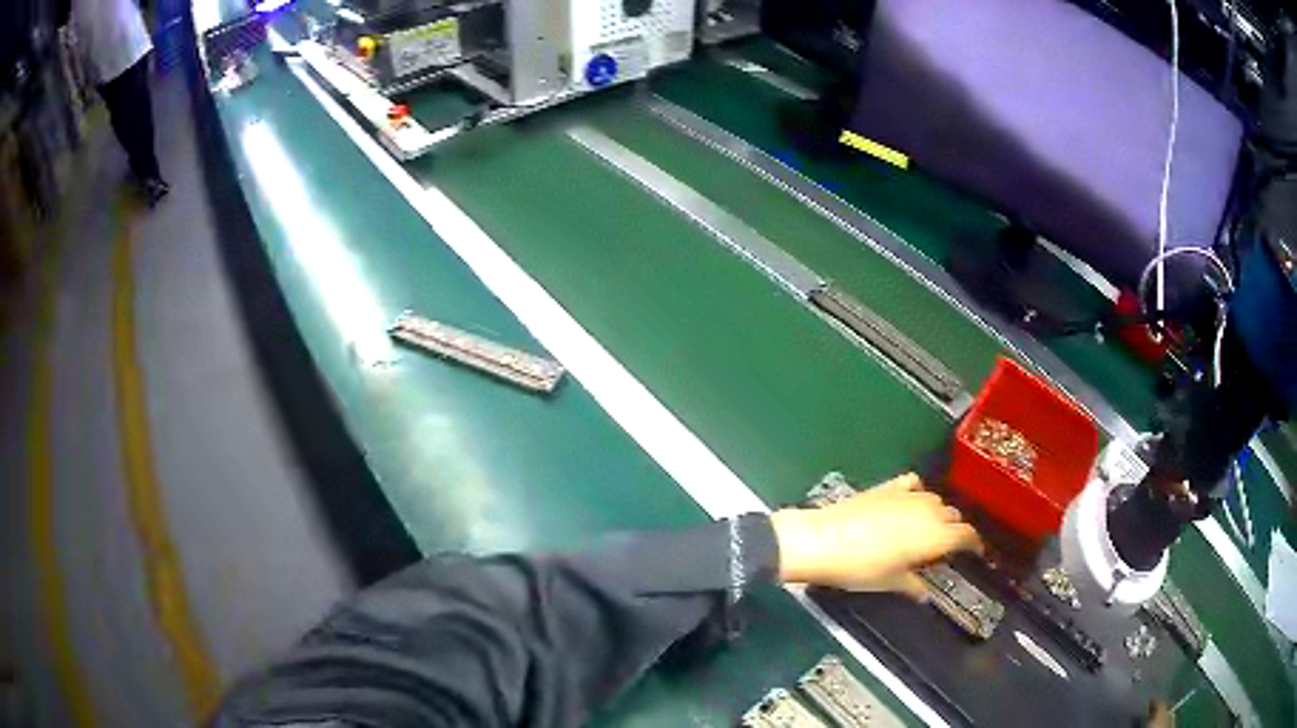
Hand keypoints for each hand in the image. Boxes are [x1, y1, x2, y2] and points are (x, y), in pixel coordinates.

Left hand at [769, 473, 981, 598]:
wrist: (823, 540)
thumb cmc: (861, 568)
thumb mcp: (890, 582)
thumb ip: (913, 585)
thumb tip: (924, 594)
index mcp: (936, 536)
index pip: (967, 534)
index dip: (974, 543)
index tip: (975, 552)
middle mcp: (929, 510)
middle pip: (953, 515)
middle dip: (954, 530)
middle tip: (944, 548)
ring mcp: (908, 495)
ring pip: (935, 499)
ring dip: (937, 513)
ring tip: (927, 529)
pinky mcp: (887, 486)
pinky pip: (913, 484)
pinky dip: (917, 492)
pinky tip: (909, 502)